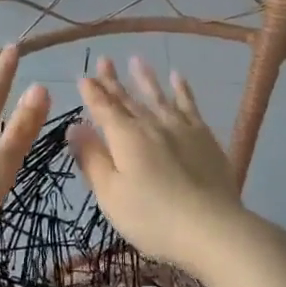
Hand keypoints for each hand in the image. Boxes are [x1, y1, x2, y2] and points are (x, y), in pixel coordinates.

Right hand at [70, 56, 265, 278]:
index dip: (92, 92)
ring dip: (145, 78)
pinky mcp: (203, 136)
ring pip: (158, 96)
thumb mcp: (111, 194)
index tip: (83, 76)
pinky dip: (182, 89)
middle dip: (113, 80)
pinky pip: (189, 104)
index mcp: (124, 137)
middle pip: (128, 99)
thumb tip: (74, 126)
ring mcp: (180, 127)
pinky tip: (178, 77)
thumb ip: (92, 158)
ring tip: (136, 59)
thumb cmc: (152, 217)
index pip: (103, 108)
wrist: (211, 227)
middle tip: (104, 59)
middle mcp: (150, 124)